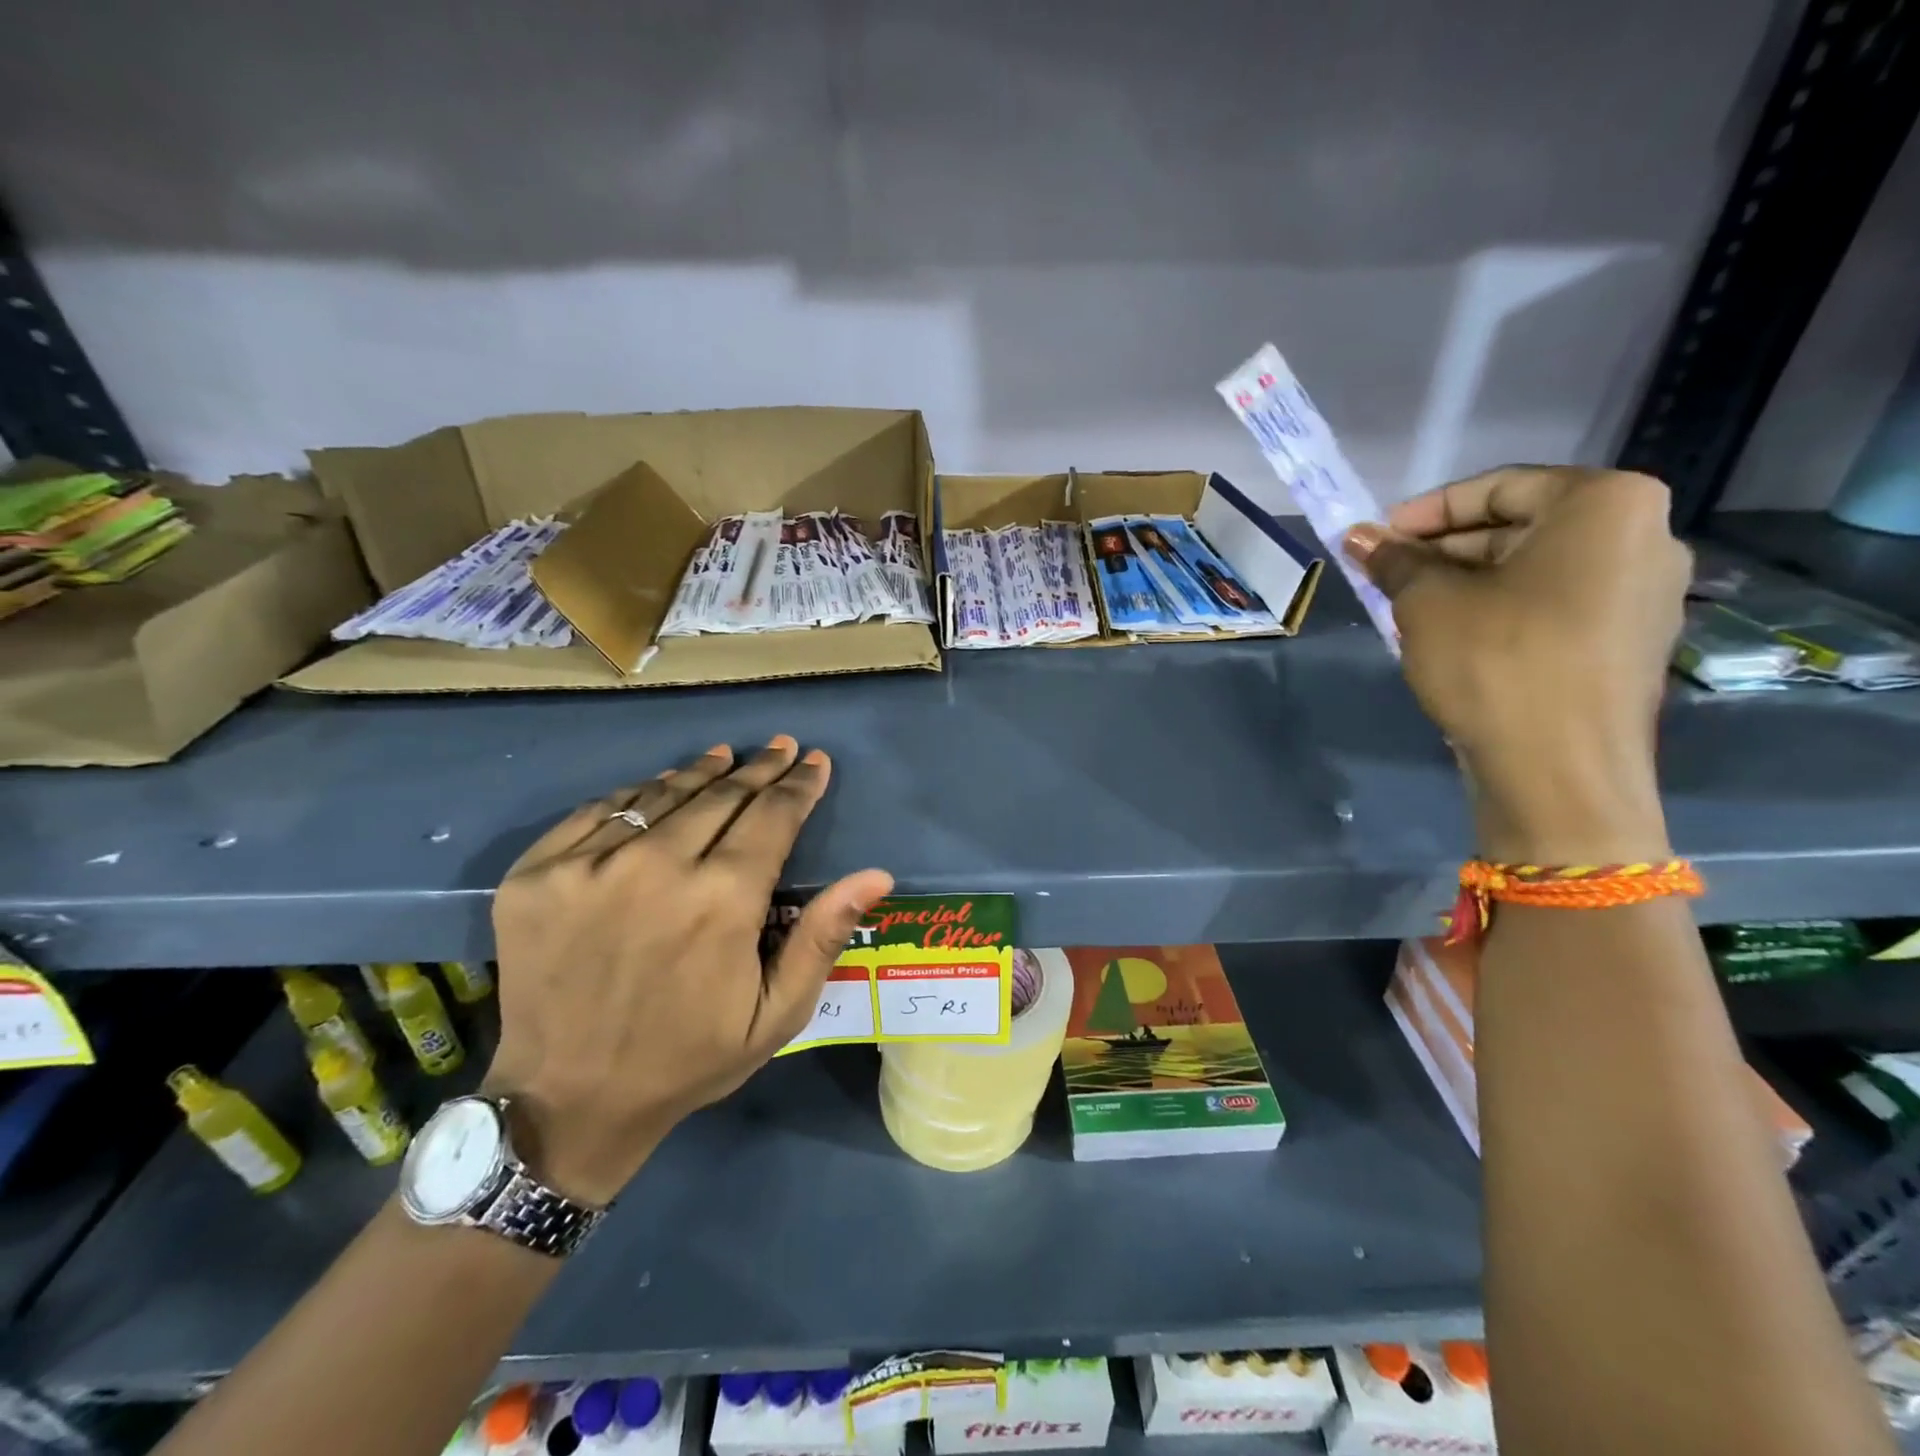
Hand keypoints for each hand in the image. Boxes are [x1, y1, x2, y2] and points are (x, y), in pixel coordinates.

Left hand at [485, 736, 893, 1203]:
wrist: (566, 1102)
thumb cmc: (688, 1058)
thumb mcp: (775, 1014)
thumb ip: (823, 937)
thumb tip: (876, 875)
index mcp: (722, 902)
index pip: (772, 816)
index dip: (799, 785)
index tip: (815, 761)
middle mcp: (656, 868)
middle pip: (721, 795)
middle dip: (760, 768)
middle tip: (781, 747)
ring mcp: (588, 867)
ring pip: (661, 794)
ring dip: (702, 772)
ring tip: (726, 756)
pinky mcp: (536, 875)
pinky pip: (599, 811)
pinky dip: (637, 795)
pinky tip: (658, 789)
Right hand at [1345, 467, 1688, 864]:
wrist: (1559, 772)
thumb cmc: (1495, 662)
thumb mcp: (1427, 602)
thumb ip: (1395, 560)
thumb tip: (1360, 537)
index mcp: (1607, 506)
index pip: (1499, 487)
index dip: (1425, 512)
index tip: (1377, 539)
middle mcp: (1644, 536)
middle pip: (1521, 526)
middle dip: (1444, 550)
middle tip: (1385, 576)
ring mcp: (1646, 594)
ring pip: (1535, 569)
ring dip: (1465, 581)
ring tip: (1407, 608)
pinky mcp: (1629, 642)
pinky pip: (1554, 605)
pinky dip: (1499, 609)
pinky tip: (1450, 636)